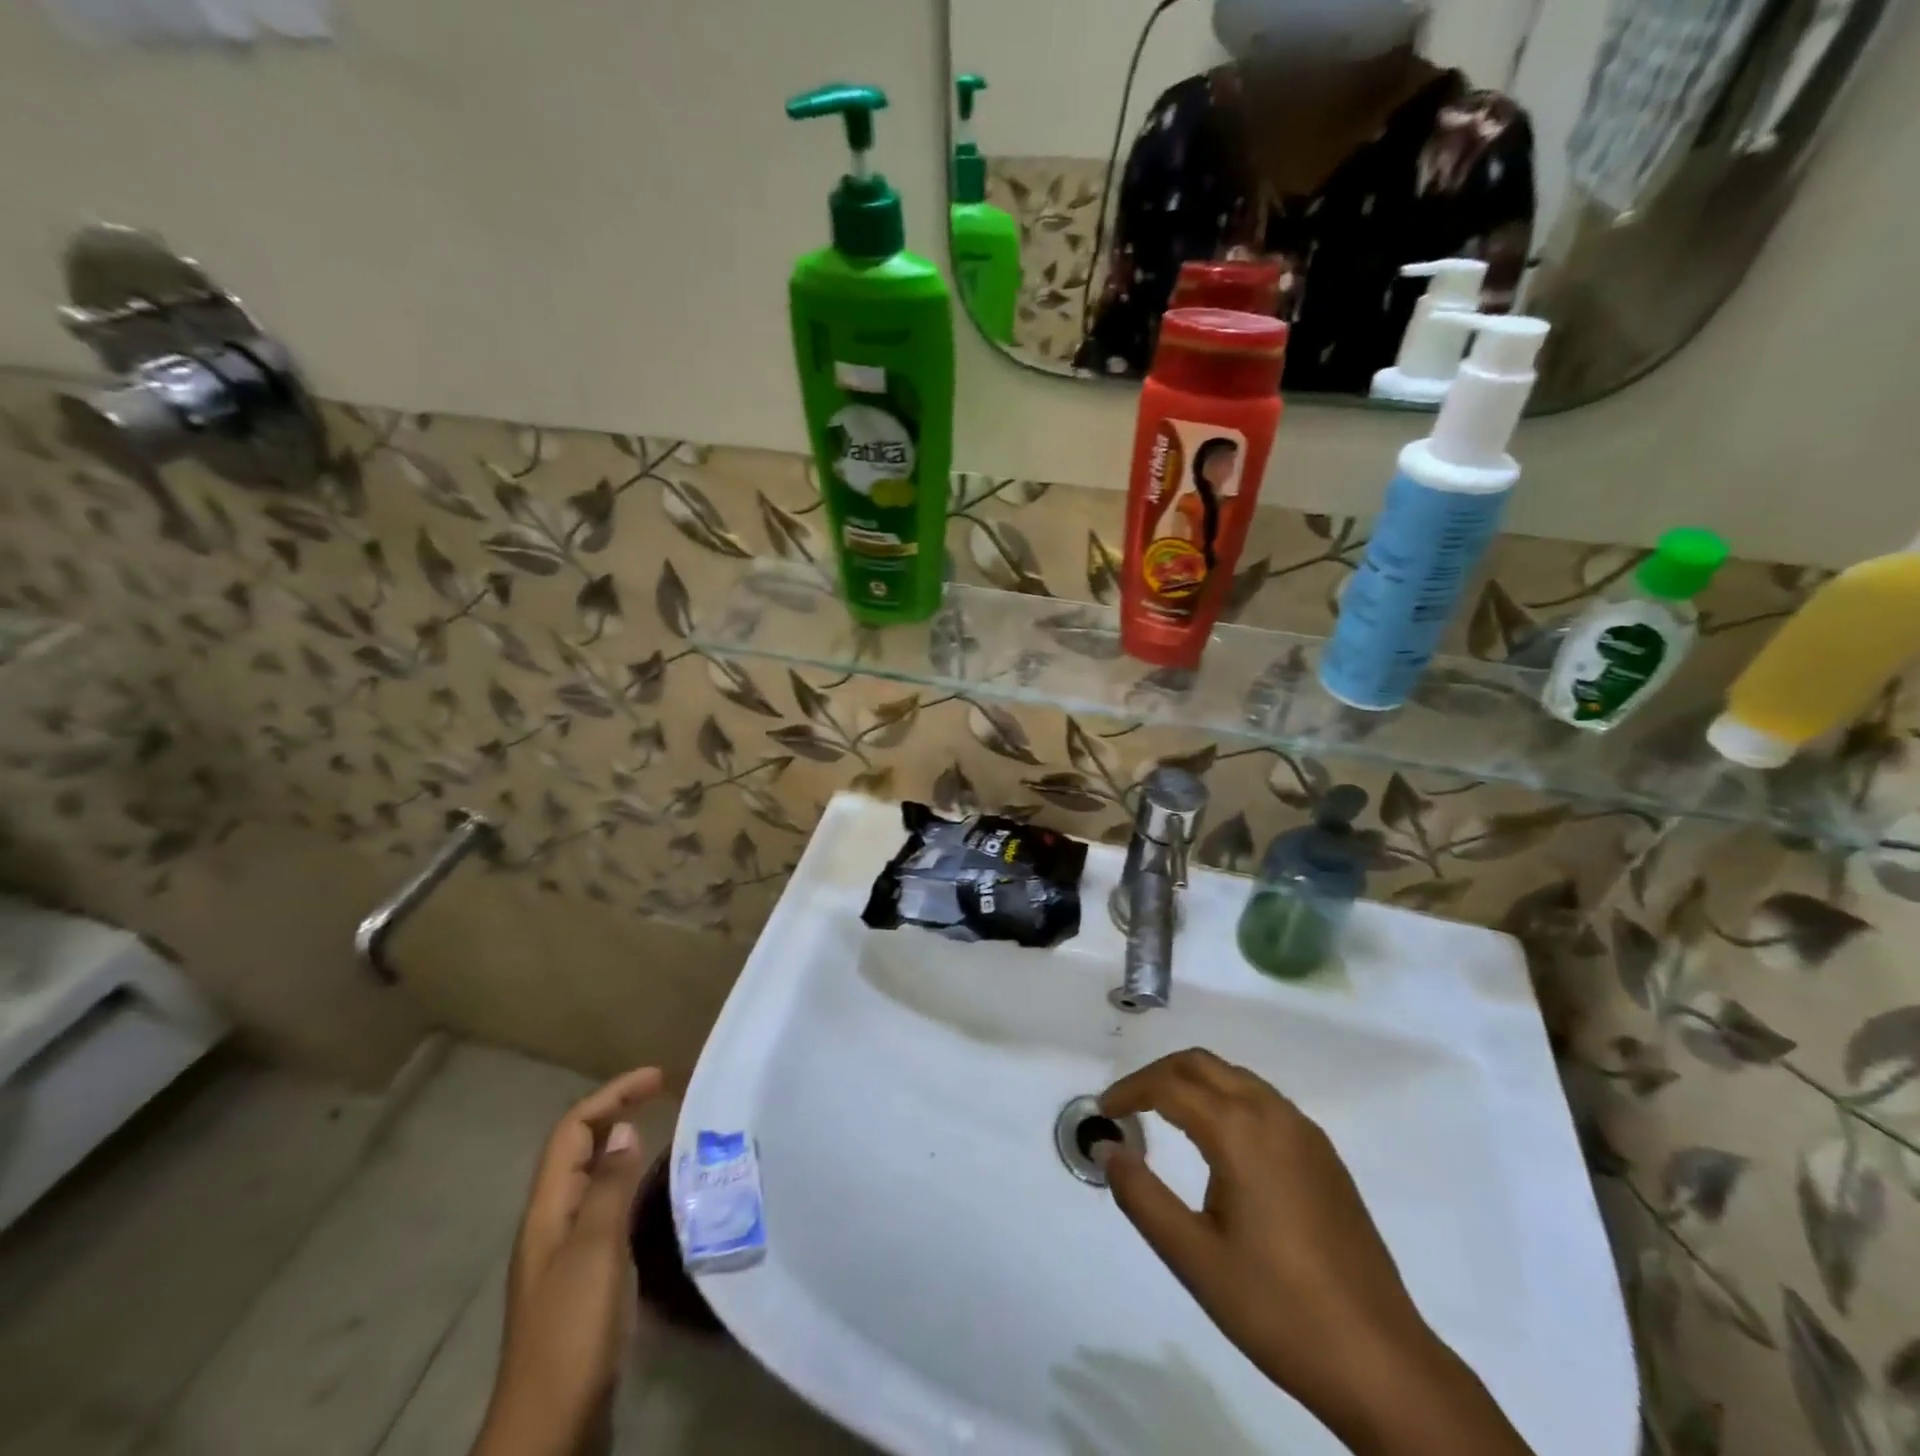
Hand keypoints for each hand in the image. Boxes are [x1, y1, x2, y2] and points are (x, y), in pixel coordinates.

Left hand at [473, 1067, 665, 1455]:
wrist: (550, 1421)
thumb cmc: (570, 1327)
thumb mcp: (595, 1249)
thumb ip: (610, 1186)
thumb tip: (623, 1129)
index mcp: (548, 1210)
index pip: (572, 1131)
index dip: (611, 1095)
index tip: (657, 1078)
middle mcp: (553, 1221)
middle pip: (579, 1150)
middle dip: (616, 1113)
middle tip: (664, 1096)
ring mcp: (567, 1251)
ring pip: (595, 1179)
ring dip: (625, 1149)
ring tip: (670, 1137)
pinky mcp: (585, 1277)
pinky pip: (608, 1210)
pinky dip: (632, 1187)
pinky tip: (660, 1197)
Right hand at [1098, 1050, 1531, 1455]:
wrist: (1381, 1362)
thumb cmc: (1277, 1309)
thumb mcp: (1193, 1257)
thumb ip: (1140, 1194)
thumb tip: (1105, 1147)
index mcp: (1240, 1131)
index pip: (1169, 1085)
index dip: (1129, 1091)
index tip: (1103, 1111)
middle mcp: (1273, 1114)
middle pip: (1201, 1064)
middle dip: (1158, 1075)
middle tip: (1128, 1106)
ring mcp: (1304, 1132)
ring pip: (1235, 1077)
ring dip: (1193, 1083)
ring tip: (1164, 1117)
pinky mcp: (1324, 1155)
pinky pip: (1262, 1100)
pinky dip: (1226, 1099)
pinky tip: (1218, 1143)